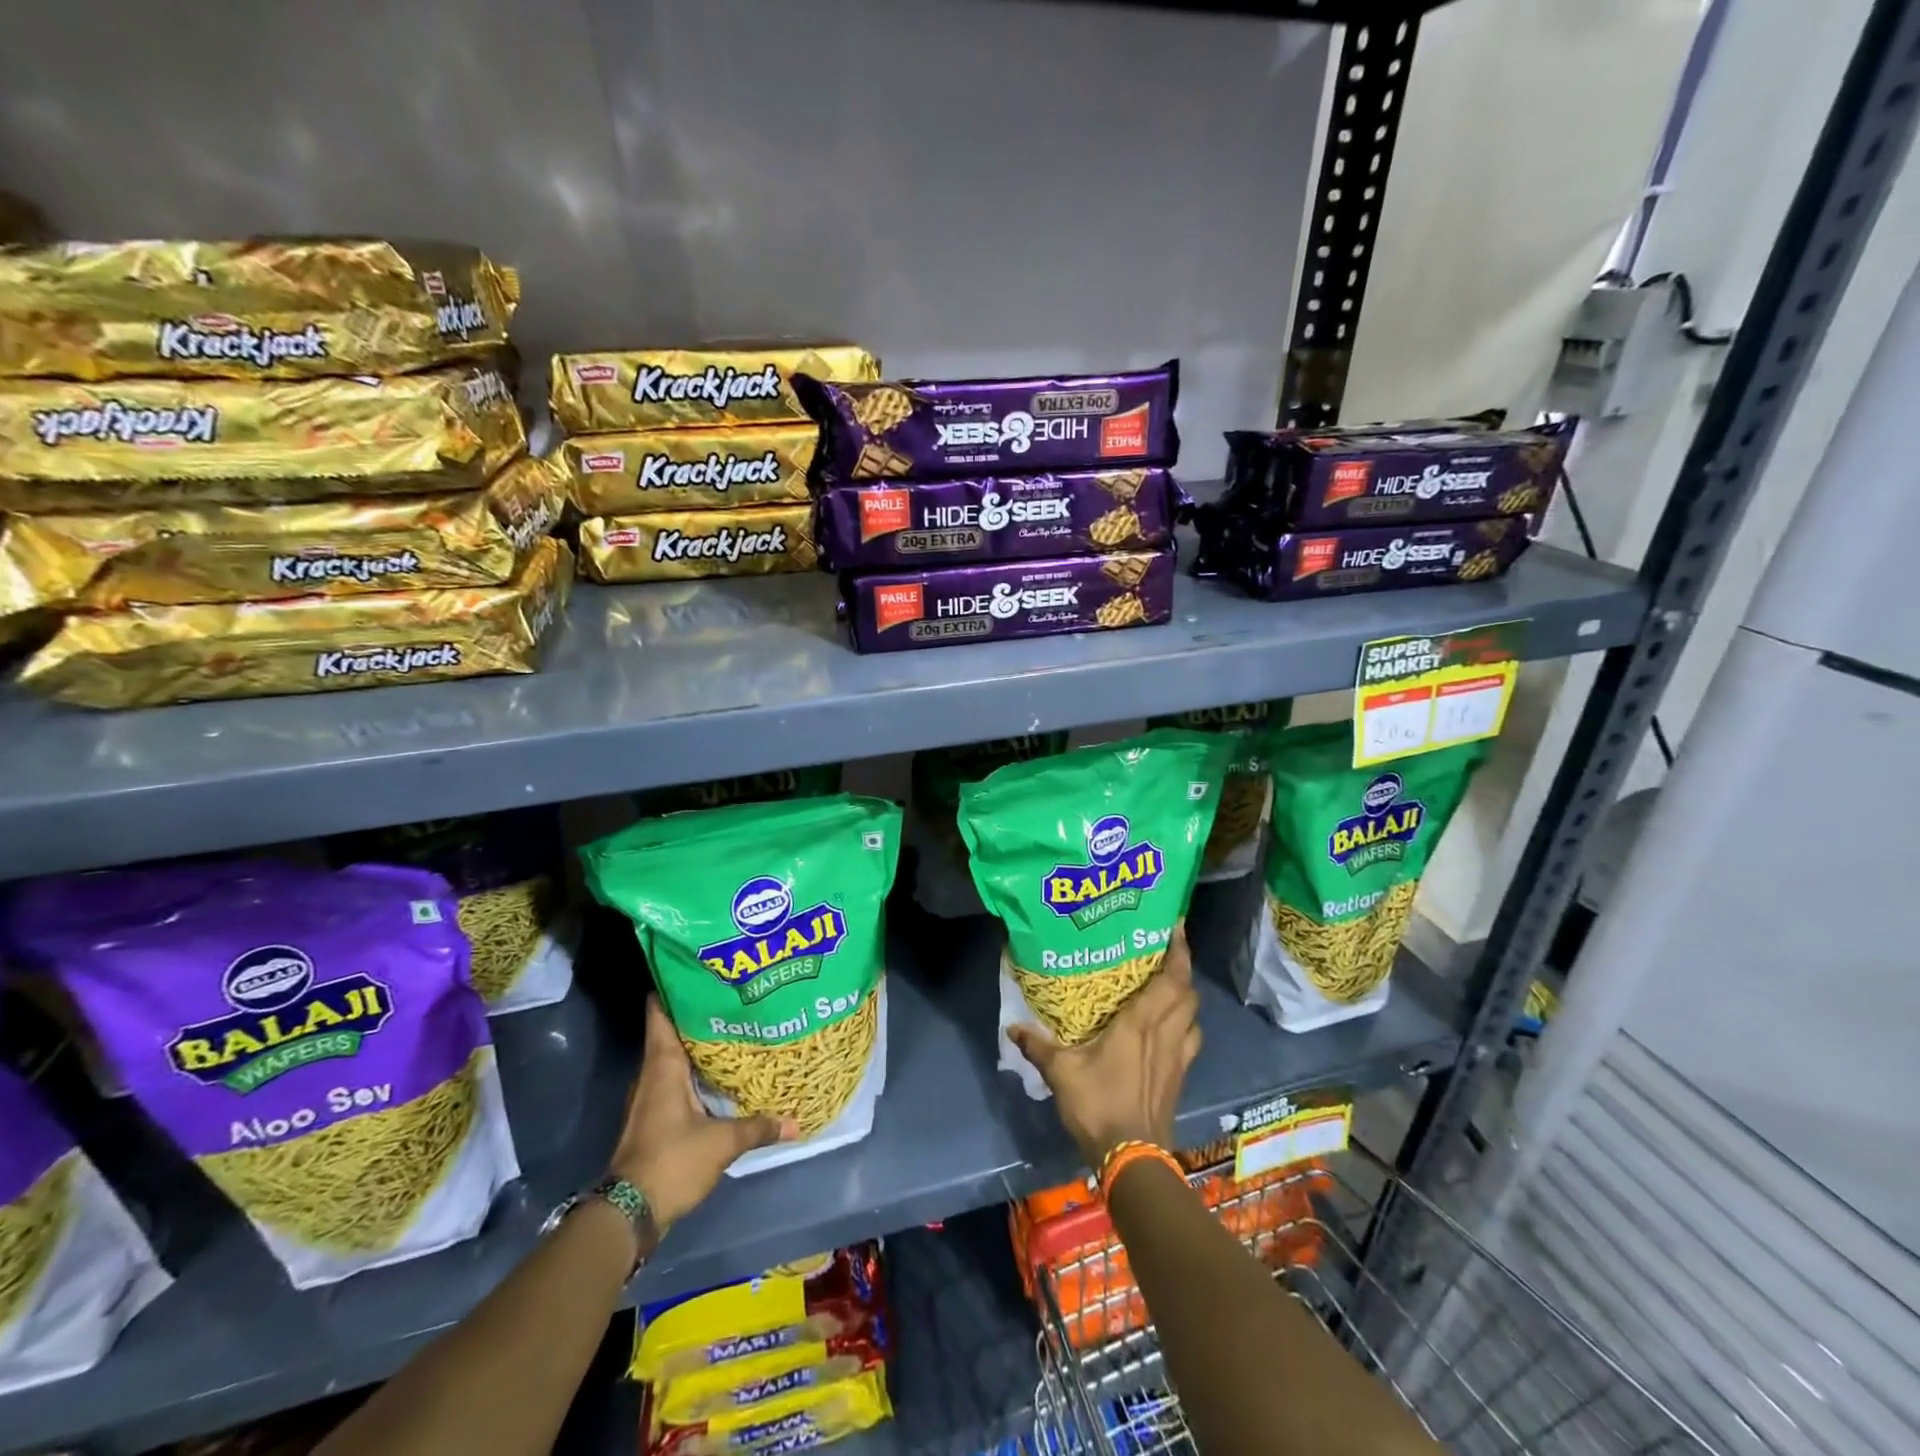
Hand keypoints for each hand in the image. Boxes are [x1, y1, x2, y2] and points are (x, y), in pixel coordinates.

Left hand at [609, 996, 797, 1228]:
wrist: (628, 1214)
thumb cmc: (672, 1161)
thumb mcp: (722, 1143)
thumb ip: (759, 1127)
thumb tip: (796, 1121)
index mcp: (663, 1066)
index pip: (660, 1013)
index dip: (674, 988)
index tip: (699, 970)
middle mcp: (652, 1075)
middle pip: (671, 1032)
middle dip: (699, 1015)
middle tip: (733, 998)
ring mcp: (650, 1098)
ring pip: (674, 1058)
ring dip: (699, 1046)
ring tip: (734, 1030)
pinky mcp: (654, 1119)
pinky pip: (676, 1082)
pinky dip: (696, 1073)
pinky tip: (721, 1076)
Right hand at [1007, 924, 1201, 1168]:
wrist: (1132, 1157)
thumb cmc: (1098, 1104)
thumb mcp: (1061, 1072)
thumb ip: (1038, 1046)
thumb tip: (1012, 1027)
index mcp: (1142, 1023)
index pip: (1172, 979)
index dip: (1179, 951)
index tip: (1177, 926)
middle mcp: (1166, 1034)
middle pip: (1188, 994)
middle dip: (1183, 970)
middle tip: (1167, 953)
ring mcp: (1177, 1057)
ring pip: (1194, 1018)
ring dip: (1187, 999)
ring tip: (1170, 988)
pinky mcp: (1180, 1078)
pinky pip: (1190, 1040)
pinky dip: (1186, 1026)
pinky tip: (1170, 1030)